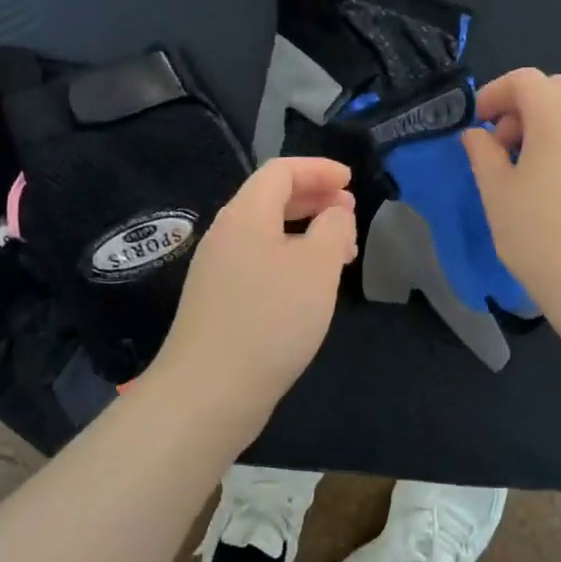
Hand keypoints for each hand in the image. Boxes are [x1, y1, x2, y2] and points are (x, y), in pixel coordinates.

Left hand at [150, 157, 358, 422]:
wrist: (209, 392)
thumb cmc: (270, 319)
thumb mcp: (317, 266)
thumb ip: (333, 228)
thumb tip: (335, 212)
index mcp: (245, 215)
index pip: (280, 171)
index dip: (318, 169)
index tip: (351, 181)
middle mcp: (226, 235)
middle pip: (271, 199)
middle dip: (315, 199)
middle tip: (351, 214)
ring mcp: (218, 271)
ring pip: (268, 234)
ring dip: (307, 233)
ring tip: (342, 253)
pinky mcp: (219, 302)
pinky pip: (260, 263)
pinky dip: (291, 260)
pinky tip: (310, 287)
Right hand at [461, 69, 560, 324]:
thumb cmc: (536, 233)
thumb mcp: (495, 190)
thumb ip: (482, 152)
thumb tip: (477, 134)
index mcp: (558, 114)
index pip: (524, 80)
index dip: (495, 93)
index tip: (478, 122)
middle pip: (557, 87)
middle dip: (525, 106)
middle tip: (504, 145)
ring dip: (558, 115)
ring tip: (540, 151)